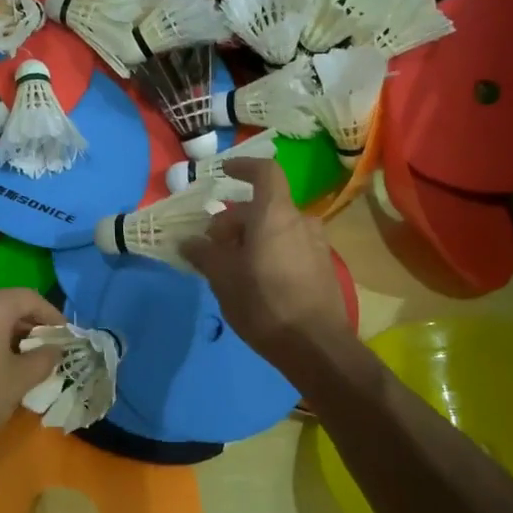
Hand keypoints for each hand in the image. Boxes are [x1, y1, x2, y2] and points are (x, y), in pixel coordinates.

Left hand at [0, 287, 64, 464]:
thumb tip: (53, 350)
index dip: (53, 317)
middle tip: (45, 350)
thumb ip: (44, 358)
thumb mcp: (20, 380)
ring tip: (21, 360)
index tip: (65, 338)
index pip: (30, 298)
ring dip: (5, 333)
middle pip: (6, 304)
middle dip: (28, 325)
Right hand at [181, 157, 353, 367]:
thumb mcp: (223, 278)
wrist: (316, 345)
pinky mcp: (323, 268)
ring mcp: (317, 244)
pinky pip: (290, 247)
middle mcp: (301, 221)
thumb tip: (188, 241)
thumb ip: (204, 254)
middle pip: (264, 207)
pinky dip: (270, 252)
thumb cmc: (263, 303)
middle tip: (212, 247)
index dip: (243, 167)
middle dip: (235, 221)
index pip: (264, 172)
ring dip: (252, 238)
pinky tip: (256, 281)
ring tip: (231, 266)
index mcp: (275, 214)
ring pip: (277, 229)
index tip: (223, 173)